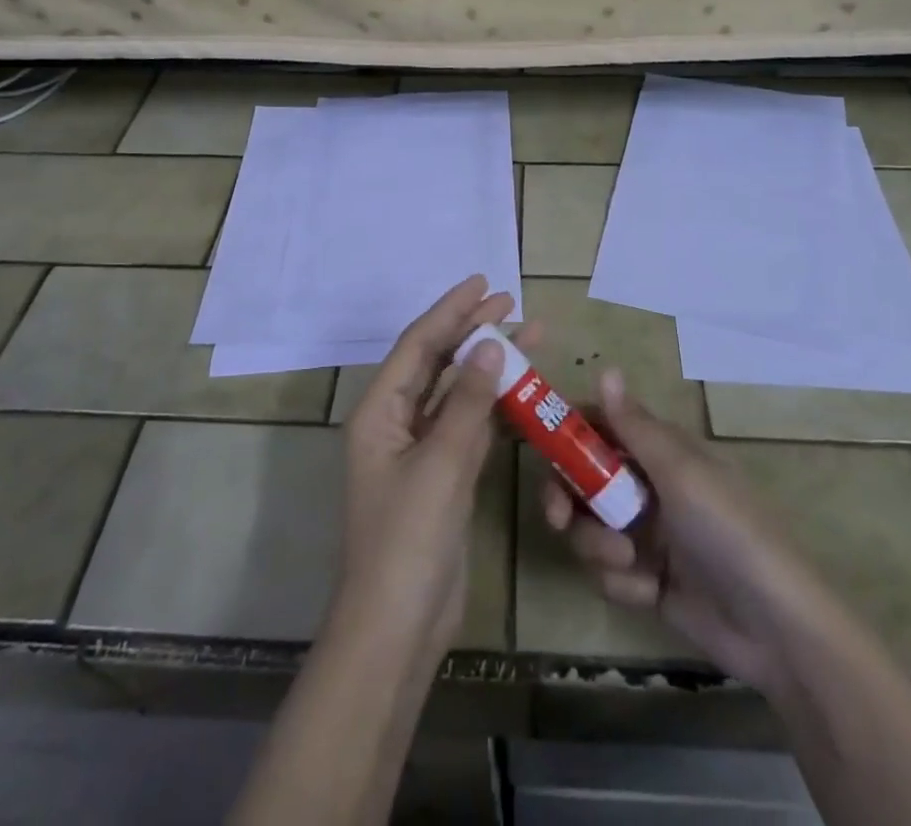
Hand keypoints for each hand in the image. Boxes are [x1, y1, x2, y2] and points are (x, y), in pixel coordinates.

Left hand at [334, 275, 529, 663]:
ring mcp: (421, 450)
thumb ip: (467, 402)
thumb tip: (491, 344)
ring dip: (489, 366)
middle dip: (472, 330)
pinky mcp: (443, 475)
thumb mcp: (441, 464)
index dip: (451, 310)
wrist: (397, 626)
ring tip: (530, 337)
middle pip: (437, 361)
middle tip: (512, 303)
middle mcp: (397, 422)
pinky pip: (470, 425)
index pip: (419, 345)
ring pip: (457, 392)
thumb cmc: (409, 540)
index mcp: (381, 411)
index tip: (483, 283)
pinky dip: (494, 405)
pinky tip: (523, 391)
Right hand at [540, 369, 820, 697]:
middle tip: (558, 516)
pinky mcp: (648, 582)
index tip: (540, 444)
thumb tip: (606, 368)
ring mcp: (649, 536)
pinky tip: (651, 592)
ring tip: (628, 562)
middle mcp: (650, 487)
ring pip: (591, 528)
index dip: (570, 433)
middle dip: (568, 498)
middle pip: (585, 480)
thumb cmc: (728, 531)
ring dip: (598, 546)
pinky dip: (623, 583)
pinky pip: (610, 573)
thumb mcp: (680, 472)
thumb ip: (635, 425)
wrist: (775, 629)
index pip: (603, 427)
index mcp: (661, 452)